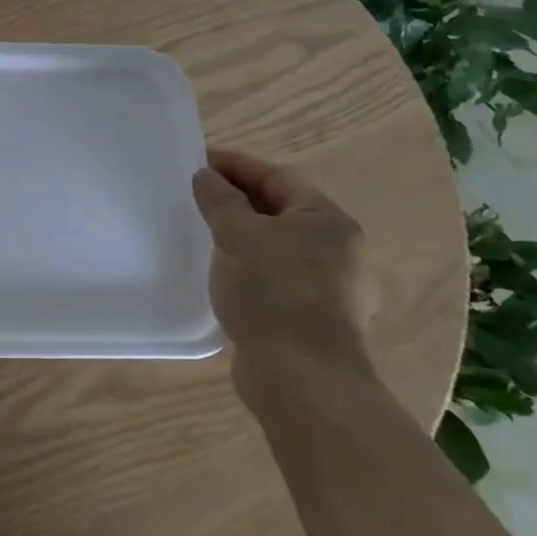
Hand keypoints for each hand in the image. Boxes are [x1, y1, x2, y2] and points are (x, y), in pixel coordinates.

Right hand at [191, 147, 377, 401]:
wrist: (300, 374)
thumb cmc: (272, 290)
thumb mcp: (237, 236)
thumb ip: (220, 201)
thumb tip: (206, 176)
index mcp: (327, 220)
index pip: (278, 177)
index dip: (236, 165)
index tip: (198, 161)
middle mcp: (339, 248)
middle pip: (282, 210)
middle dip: (240, 199)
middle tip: (197, 195)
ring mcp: (332, 286)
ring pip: (280, 245)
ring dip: (244, 235)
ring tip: (205, 233)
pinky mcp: (316, 317)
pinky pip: (278, 276)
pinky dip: (251, 266)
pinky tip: (225, 274)